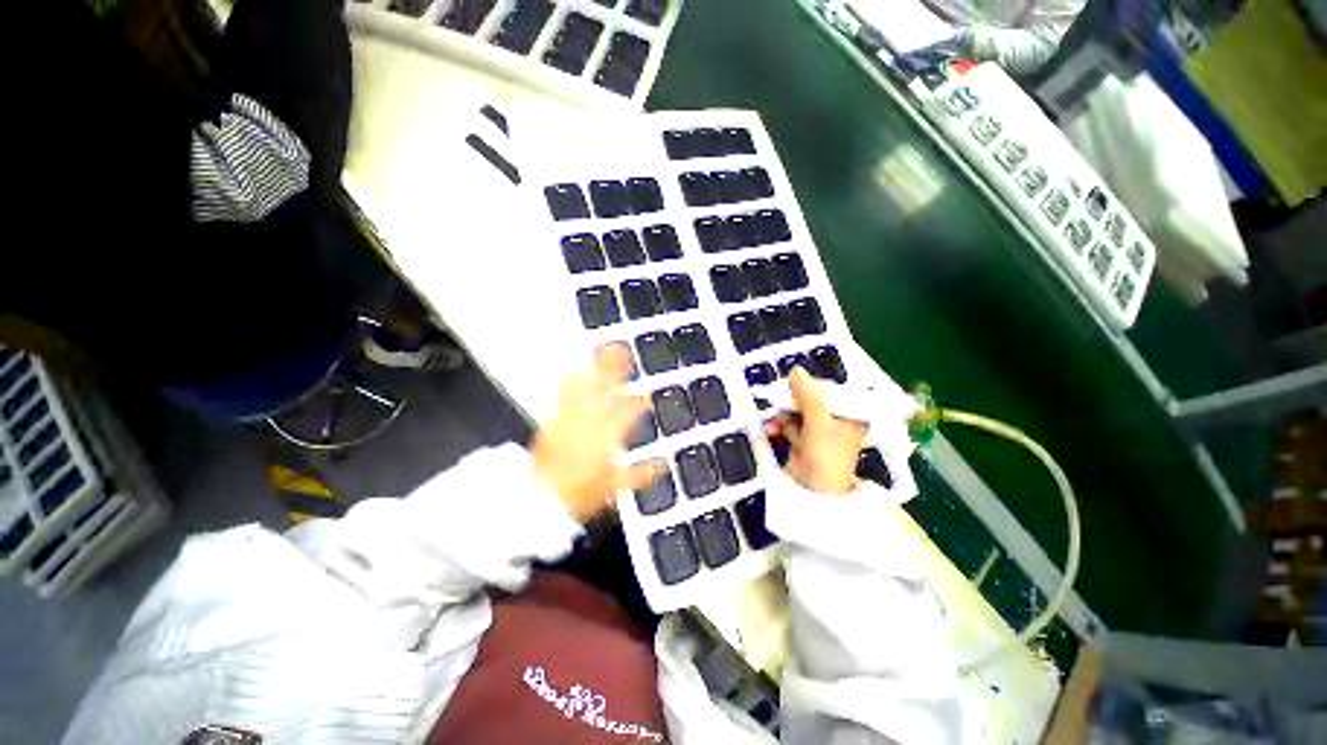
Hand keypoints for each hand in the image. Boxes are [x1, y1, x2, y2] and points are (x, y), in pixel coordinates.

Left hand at [532, 346, 660, 521]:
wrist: (541, 495)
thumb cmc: (579, 491)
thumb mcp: (614, 486)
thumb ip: (641, 474)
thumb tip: (662, 465)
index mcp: (608, 436)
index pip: (628, 414)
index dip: (639, 403)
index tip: (646, 396)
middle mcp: (591, 421)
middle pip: (606, 390)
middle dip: (615, 368)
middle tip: (621, 348)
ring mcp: (570, 417)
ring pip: (585, 385)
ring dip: (592, 366)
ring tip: (597, 346)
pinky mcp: (554, 419)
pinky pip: (563, 393)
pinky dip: (569, 378)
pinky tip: (570, 366)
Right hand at [765, 368, 867, 495]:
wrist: (813, 494)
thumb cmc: (826, 458)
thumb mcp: (818, 422)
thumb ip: (807, 395)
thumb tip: (796, 371)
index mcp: (849, 414)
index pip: (829, 389)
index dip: (809, 386)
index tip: (791, 385)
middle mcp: (836, 420)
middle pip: (810, 399)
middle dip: (791, 403)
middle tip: (779, 402)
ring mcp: (818, 430)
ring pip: (796, 410)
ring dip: (783, 416)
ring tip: (776, 425)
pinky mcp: (803, 439)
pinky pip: (789, 423)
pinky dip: (780, 426)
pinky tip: (772, 430)